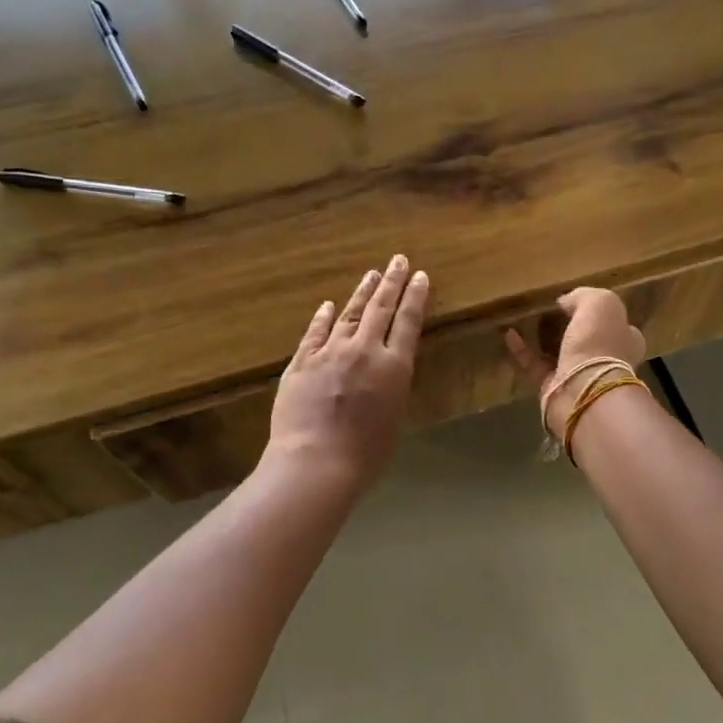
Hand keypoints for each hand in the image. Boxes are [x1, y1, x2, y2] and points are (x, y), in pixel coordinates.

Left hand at [265, 256, 428, 493]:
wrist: (316, 461)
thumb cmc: (366, 453)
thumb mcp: (394, 417)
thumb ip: (391, 386)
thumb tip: (387, 371)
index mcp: (394, 366)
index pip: (409, 322)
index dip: (416, 297)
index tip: (421, 276)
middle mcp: (365, 350)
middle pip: (381, 308)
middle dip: (392, 282)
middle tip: (398, 260)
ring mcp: (330, 352)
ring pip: (349, 314)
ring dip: (362, 292)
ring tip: (371, 274)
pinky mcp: (302, 361)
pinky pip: (315, 332)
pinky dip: (323, 317)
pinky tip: (328, 305)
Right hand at [505, 287, 646, 439]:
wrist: (584, 391)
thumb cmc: (599, 343)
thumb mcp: (600, 303)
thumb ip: (583, 296)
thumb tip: (565, 302)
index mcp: (624, 338)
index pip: (613, 321)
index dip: (594, 310)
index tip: (571, 300)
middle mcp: (605, 358)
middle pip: (584, 337)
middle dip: (566, 325)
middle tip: (544, 309)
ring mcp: (579, 375)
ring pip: (558, 352)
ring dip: (540, 337)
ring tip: (522, 318)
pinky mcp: (553, 388)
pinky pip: (534, 364)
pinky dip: (521, 349)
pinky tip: (508, 333)